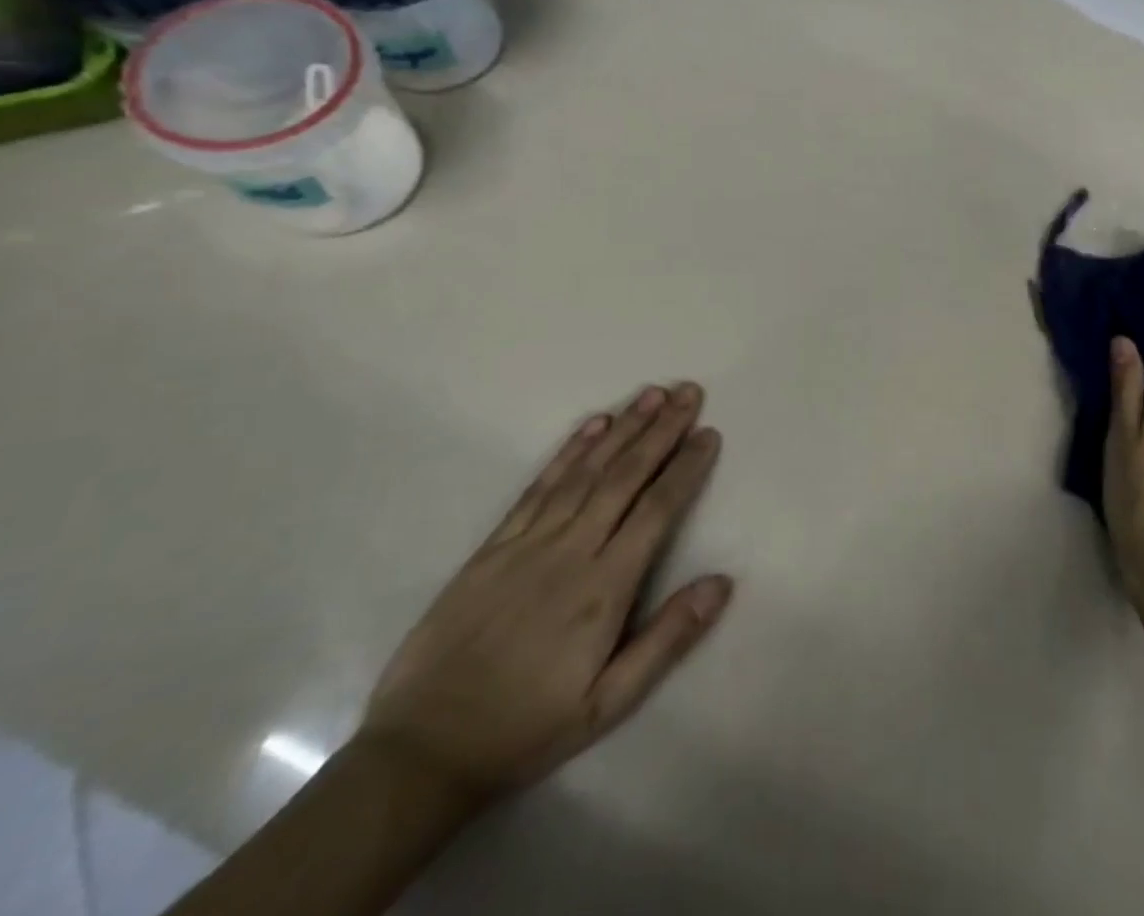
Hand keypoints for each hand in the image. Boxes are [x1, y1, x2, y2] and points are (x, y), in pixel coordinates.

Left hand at [359, 384, 731, 803]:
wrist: (421, 752)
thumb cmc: (527, 728)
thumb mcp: (608, 703)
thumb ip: (667, 639)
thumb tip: (722, 582)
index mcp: (604, 587)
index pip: (656, 509)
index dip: (685, 467)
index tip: (708, 433)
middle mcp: (570, 550)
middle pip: (624, 475)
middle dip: (661, 429)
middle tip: (688, 391)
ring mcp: (528, 542)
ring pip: (586, 470)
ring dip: (623, 427)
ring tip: (652, 393)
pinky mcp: (494, 545)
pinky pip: (539, 486)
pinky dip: (569, 450)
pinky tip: (593, 424)